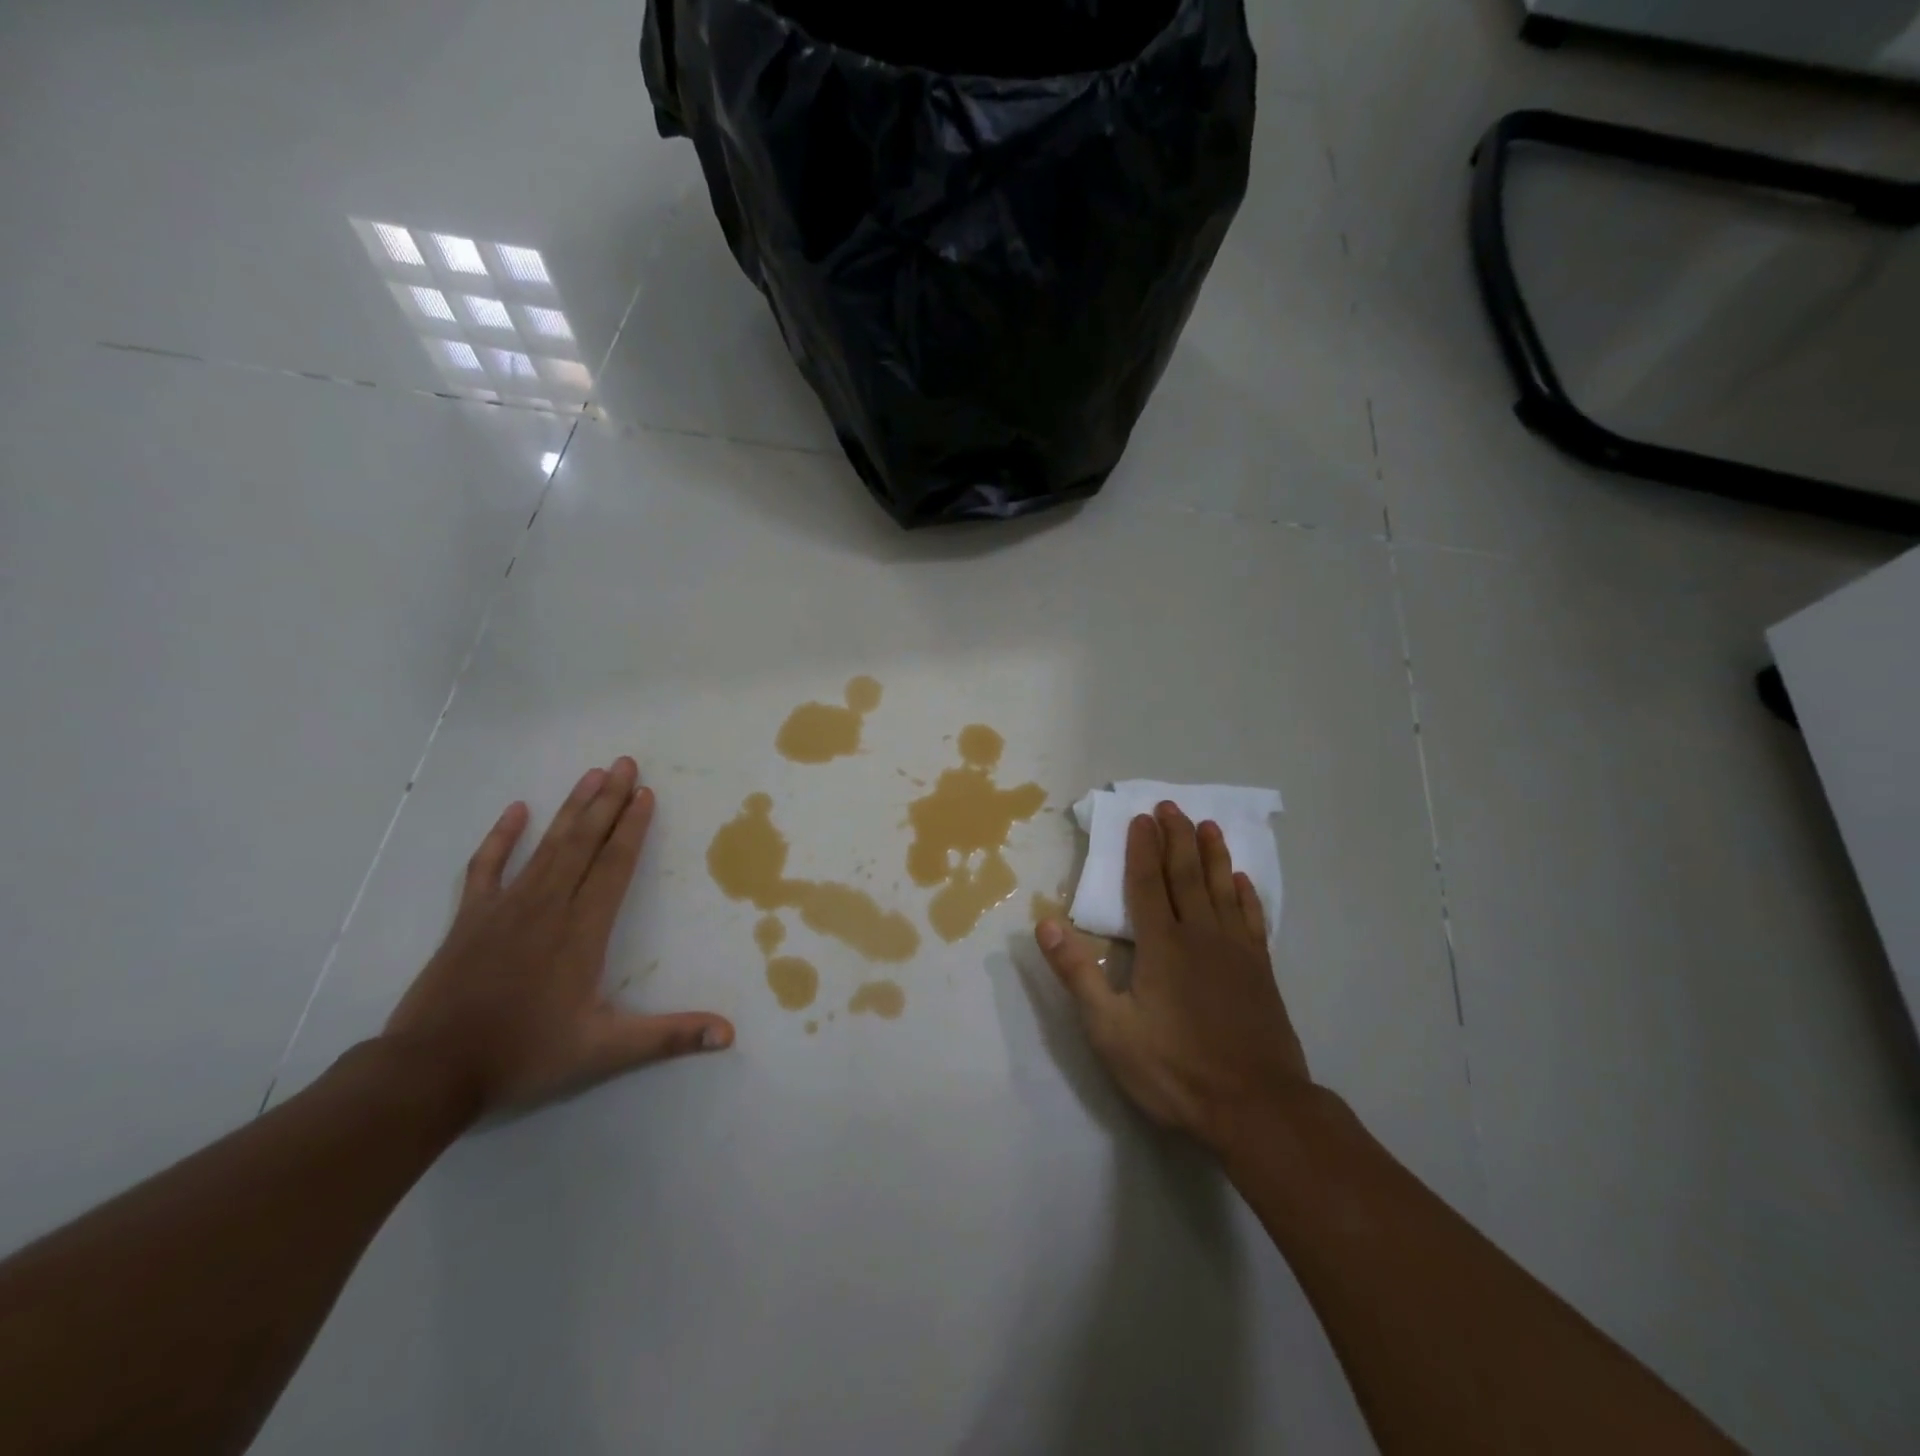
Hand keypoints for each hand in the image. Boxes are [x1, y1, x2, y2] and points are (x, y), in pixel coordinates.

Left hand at [384, 757, 733, 1116]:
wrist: (431, 1072)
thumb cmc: (524, 1055)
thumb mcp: (605, 1051)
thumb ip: (669, 1037)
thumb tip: (729, 1035)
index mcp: (583, 931)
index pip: (615, 865)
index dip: (632, 827)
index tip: (645, 793)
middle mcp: (548, 906)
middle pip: (584, 843)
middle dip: (607, 801)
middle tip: (624, 763)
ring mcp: (505, 907)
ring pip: (547, 846)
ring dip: (571, 808)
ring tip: (591, 774)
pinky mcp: (470, 917)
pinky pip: (487, 867)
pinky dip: (501, 837)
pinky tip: (515, 810)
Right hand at [1036, 801, 1310, 1151]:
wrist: (1256, 1108)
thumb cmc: (1174, 1070)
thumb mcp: (1110, 1030)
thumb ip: (1078, 974)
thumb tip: (1045, 924)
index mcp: (1161, 946)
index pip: (1147, 883)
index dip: (1142, 848)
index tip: (1142, 817)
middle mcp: (1200, 936)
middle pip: (1186, 875)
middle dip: (1177, 838)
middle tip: (1172, 806)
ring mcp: (1236, 952)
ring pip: (1222, 889)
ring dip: (1213, 855)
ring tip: (1208, 825)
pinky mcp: (1261, 972)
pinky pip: (1252, 920)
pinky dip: (1245, 895)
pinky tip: (1242, 881)